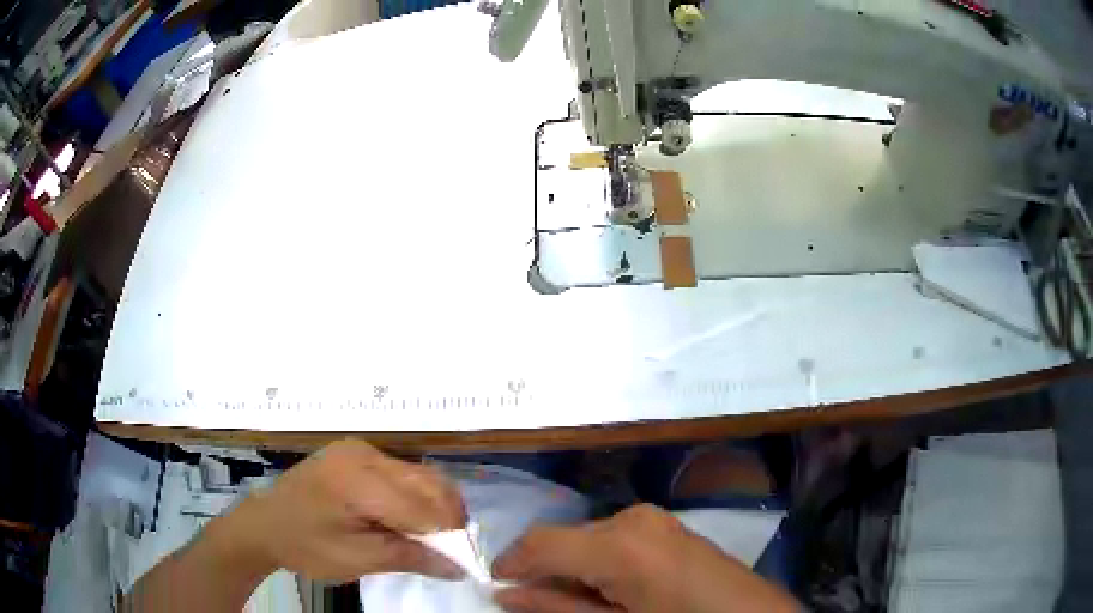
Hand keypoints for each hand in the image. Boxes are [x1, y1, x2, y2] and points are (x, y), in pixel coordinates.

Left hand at [205, 439, 466, 582]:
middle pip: (429, 482)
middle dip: (447, 518)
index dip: (449, 535)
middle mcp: (364, 455)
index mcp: (359, 481)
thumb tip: (460, 568)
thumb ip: (411, 558)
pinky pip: (402, 473)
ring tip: (427, 537)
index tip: (458, 560)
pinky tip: (405, 519)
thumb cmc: (307, 546)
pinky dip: (414, 497)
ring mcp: (360, 449)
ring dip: (433, 507)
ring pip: (420, 475)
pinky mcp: (356, 453)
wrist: (265, 523)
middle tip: (445, 550)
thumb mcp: (358, 560)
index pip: (425, 506)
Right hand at [492, 504, 797, 612]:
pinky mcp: (664, 524)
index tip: (495, 585)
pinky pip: (612, 537)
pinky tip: (607, 588)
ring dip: (571, 566)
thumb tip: (505, 594)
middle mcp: (633, 517)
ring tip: (579, 601)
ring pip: (586, 537)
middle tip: (539, 603)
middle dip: (544, 569)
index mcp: (620, 544)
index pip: (541, 541)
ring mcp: (653, 517)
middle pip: (563, 537)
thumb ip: (556, 608)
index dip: (511, 562)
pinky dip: (596, 560)